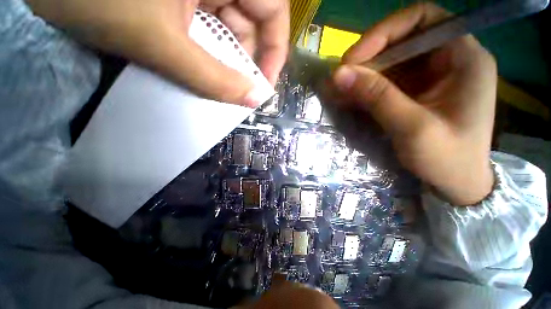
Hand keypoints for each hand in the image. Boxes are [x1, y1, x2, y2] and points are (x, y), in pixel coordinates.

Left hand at [26, 0, 288, 106]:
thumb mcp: (157, 40)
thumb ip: (212, 77)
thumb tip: (252, 100)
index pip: (273, 13)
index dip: (273, 54)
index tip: (263, 87)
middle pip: (249, 27)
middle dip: (242, 64)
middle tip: (233, 95)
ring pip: (226, 32)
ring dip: (221, 63)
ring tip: (209, 85)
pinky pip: (206, 32)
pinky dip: (204, 55)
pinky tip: (191, 71)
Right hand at [332, 3, 495, 205]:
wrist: (457, 183)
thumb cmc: (448, 159)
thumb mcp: (413, 128)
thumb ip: (377, 97)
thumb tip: (339, 74)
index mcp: (464, 57)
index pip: (422, 19)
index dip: (385, 31)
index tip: (355, 58)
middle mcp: (449, 58)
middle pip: (402, 40)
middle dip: (368, 57)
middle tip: (341, 78)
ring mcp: (431, 76)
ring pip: (390, 62)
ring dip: (362, 75)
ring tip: (339, 91)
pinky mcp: (416, 91)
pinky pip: (386, 81)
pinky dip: (365, 89)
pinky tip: (349, 98)